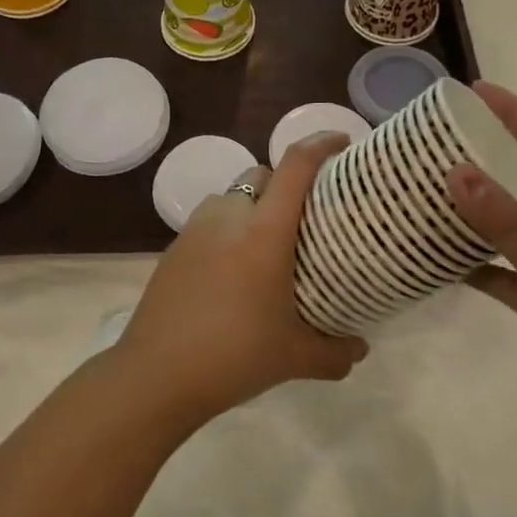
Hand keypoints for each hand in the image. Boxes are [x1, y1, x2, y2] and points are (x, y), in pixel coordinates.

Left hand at [111, 134, 366, 428]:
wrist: (156, 373)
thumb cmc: (234, 356)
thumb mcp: (295, 358)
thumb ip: (335, 352)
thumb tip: (360, 350)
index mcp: (264, 231)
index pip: (296, 166)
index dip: (321, 144)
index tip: (342, 142)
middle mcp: (229, 216)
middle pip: (263, 175)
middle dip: (287, 182)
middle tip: (306, 214)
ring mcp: (196, 228)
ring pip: (233, 195)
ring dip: (253, 205)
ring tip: (268, 242)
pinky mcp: (174, 246)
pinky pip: (210, 220)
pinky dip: (228, 228)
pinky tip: (233, 268)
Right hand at [448, 83, 516, 460]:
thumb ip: (508, 225)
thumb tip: (457, 170)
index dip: (515, 113)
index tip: (472, 91)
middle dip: (484, 153)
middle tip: (433, 139)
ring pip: (507, 222)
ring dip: (471, 207)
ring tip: (422, 189)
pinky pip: (498, 267)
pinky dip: (469, 260)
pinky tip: (432, 256)